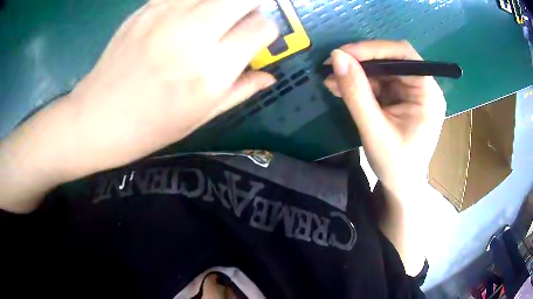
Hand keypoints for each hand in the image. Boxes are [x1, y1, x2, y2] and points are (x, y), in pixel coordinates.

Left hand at [0, 0, 277, 212]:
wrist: (97, 118)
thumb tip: (269, 76)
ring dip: (224, 1)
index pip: (262, 27)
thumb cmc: (149, 127)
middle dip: (254, 3)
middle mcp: (193, 33)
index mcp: (210, 69)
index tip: (256, 38)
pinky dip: (195, 0)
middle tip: (244, 16)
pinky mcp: (146, 8)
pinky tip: (188, 14)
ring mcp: (166, 14)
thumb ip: (240, 90)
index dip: (267, 29)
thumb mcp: (200, 117)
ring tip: (216, 15)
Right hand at [324, 40, 445, 197]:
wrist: (400, 187)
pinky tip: (342, 88)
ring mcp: (412, 92)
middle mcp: (423, 87)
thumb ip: (357, 93)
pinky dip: (359, 84)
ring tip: (332, 81)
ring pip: (382, 70)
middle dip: (361, 62)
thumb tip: (337, 56)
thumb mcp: (374, 130)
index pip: (404, 55)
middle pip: (392, 60)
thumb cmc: (395, 165)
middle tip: (332, 67)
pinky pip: (379, 82)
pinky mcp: (401, 98)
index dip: (373, 49)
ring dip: (356, 73)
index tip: (342, 54)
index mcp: (428, 94)